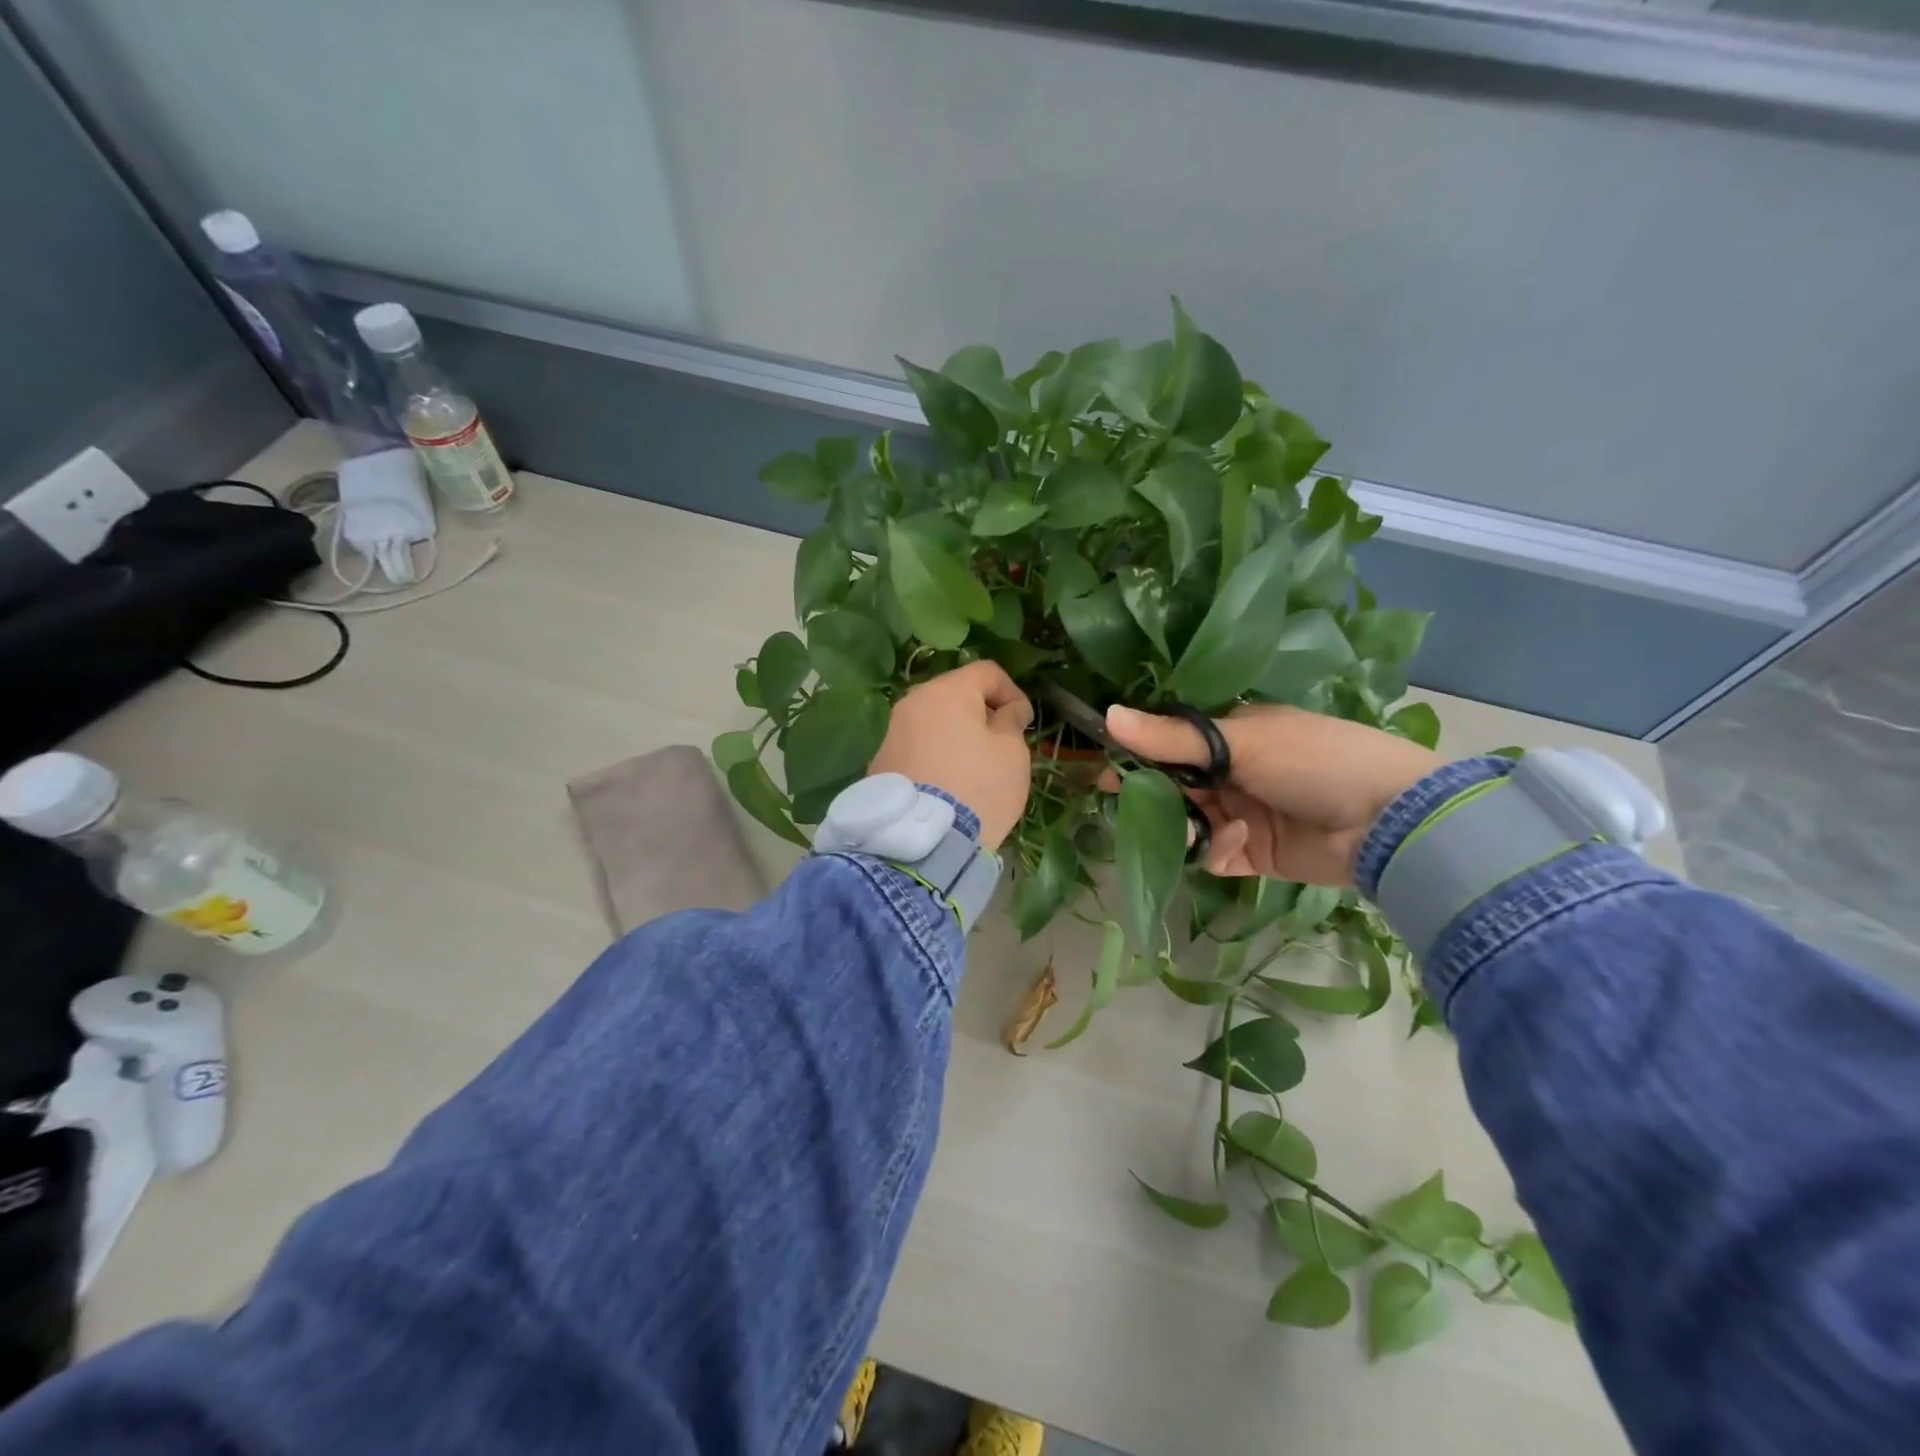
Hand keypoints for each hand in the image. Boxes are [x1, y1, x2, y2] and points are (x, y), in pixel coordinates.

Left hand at [869, 662, 1033, 851]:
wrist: (923, 841)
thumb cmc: (978, 788)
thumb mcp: (1012, 753)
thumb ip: (1011, 722)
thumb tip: (1006, 711)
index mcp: (946, 691)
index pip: (986, 672)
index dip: (1012, 692)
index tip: (1024, 722)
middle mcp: (912, 704)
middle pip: (953, 694)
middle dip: (980, 712)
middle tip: (1001, 742)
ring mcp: (891, 734)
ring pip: (932, 722)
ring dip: (955, 735)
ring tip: (974, 767)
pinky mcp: (880, 764)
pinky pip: (916, 748)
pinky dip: (935, 757)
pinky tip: (948, 784)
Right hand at [1102, 703, 1441, 884]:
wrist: (1389, 822)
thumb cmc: (1314, 760)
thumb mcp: (1241, 741)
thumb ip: (1172, 737)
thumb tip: (1107, 715)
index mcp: (1234, 734)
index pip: (1173, 738)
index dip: (1139, 749)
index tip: (1106, 761)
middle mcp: (1234, 771)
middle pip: (1173, 781)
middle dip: (1149, 791)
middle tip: (1118, 797)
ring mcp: (1242, 813)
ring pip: (1186, 819)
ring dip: (1182, 822)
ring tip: (1190, 825)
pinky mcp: (1251, 853)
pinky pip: (1212, 853)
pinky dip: (1217, 849)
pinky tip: (1237, 842)